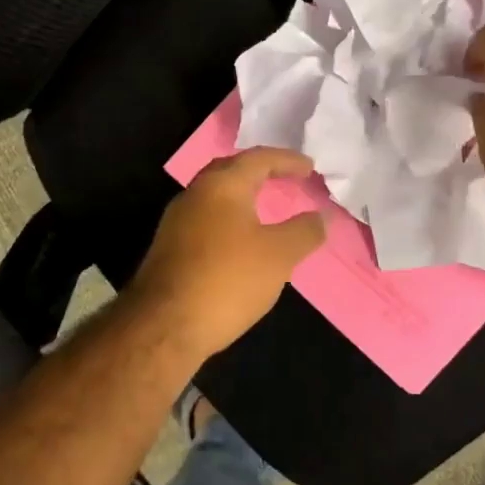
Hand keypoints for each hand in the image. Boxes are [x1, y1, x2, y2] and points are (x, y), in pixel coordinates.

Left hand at [127, 148, 327, 356]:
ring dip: (242, 198)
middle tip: (285, 179)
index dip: (287, 160)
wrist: (164, 326)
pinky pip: (206, 221)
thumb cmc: (227, 280)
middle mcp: (195, 194)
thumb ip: (304, 231)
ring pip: (215, 198)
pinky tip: (240, 243)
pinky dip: (229, 221)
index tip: (310, 167)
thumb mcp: (279, 255)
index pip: (259, 158)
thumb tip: (320, 217)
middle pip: (231, 171)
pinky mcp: (169, 249)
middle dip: (259, 172)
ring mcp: (176, 222)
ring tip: (266, 209)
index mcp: (222, 185)